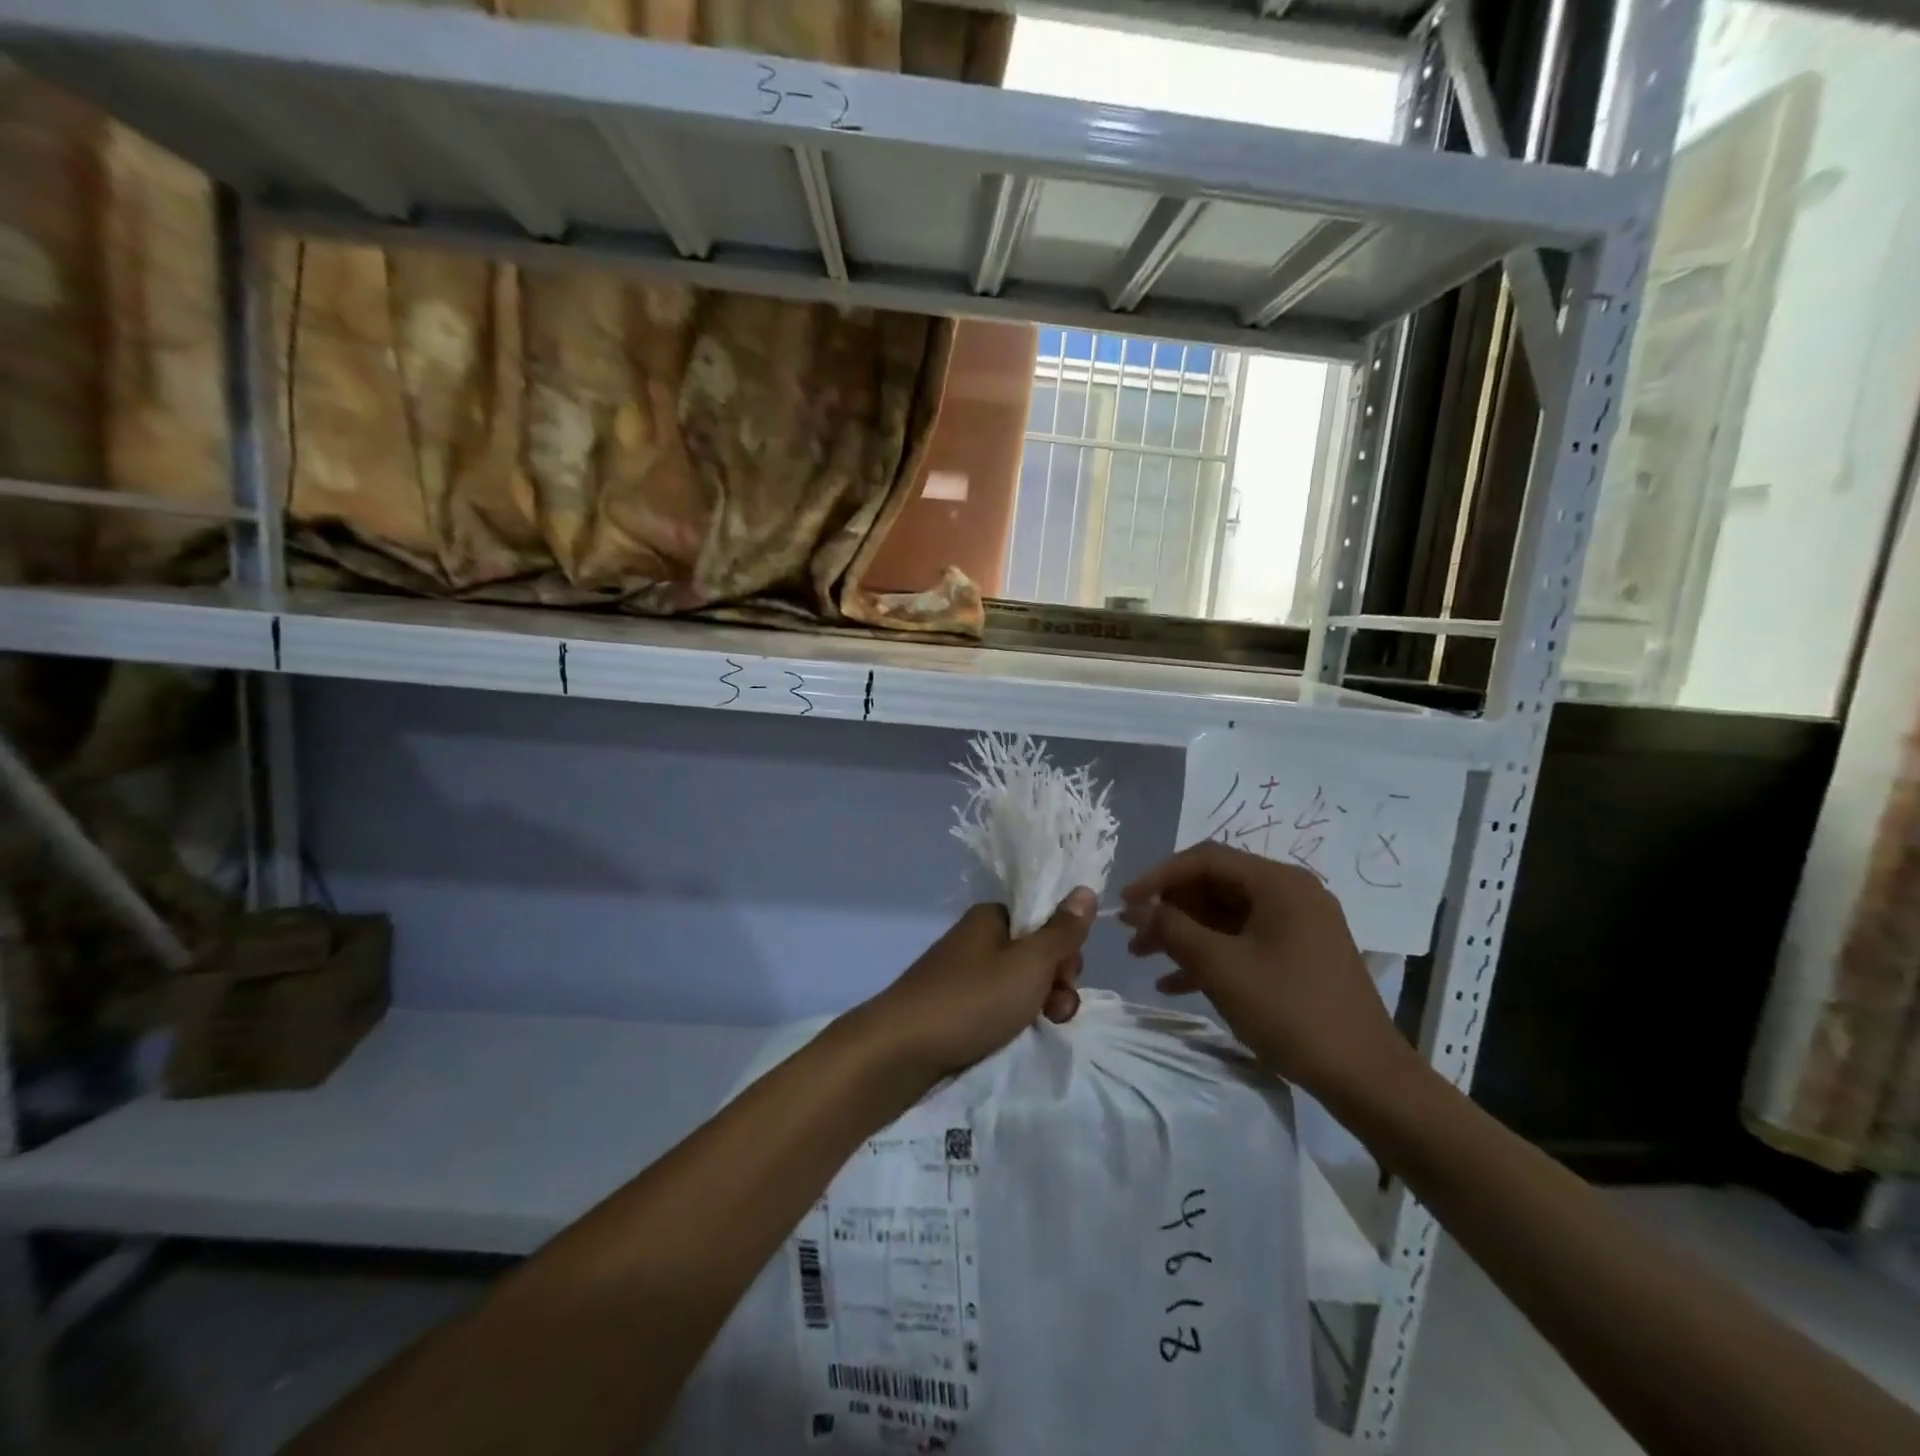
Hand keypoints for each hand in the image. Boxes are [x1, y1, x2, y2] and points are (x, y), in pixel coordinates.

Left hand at [857, 889, 1095, 1082]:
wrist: (902, 1050)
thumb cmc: (972, 998)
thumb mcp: (1029, 962)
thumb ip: (1062, 931)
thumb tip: (1085, 889)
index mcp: (992, 917)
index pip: (1044, 918)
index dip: (1064, 944)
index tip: (1067, 972)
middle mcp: (978, 939)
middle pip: (1035, 951)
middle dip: (1056, 978)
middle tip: (1054, 1006)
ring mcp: (965, 974)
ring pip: (1019, 982)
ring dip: (1039, 1002)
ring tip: (1041, 1026)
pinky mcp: (956, 1006)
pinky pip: (997, 1004)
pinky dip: (1013, 1018)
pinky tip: (1016, 1036)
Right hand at [1119, 843, 1409, 1101]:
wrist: (1365, 1077)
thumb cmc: (1290, 1011)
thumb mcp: (1221, 967)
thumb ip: (1174, 929)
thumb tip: (1140, 909)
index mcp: (1279, 883)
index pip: (1206, 859)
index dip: (1158, 876)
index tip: (1125, 902)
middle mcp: (1290, 894)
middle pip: (1215, 885)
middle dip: (1168, 908)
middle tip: (1131, 932)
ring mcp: (1297, 926)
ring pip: (1225, 916)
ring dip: (1183, 934)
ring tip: (1141, 955)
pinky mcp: (1298, 956)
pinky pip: (1243, 941)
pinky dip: (1209, 956)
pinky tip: (1173, 984)